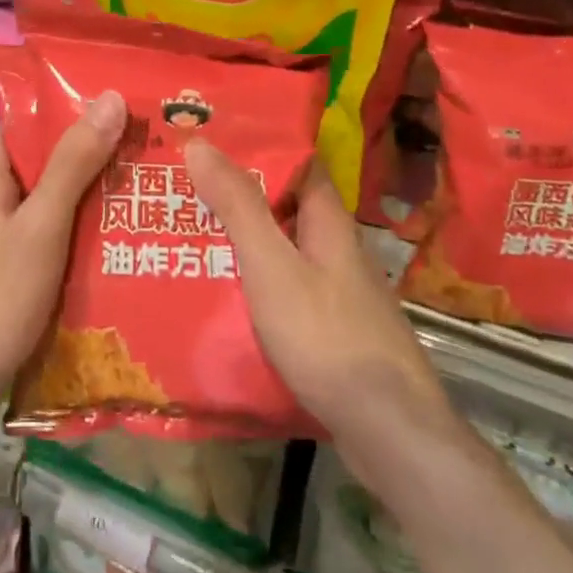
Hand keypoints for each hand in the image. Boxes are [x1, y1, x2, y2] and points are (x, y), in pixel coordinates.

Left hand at [0, 91, 126, 445]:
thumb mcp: (40, 225)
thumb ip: (73, 165)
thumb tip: (109, 98)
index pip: (17, 129)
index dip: (54, 112)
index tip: (106, 105)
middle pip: (43, 171)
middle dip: (89, 160)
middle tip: (146, 151)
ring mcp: (5, 253)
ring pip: (54, 214)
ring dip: (92, 206)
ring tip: (148, 195)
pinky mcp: (17, 289)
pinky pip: (57, 254)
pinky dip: (85, 248)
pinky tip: (124, 253)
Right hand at [185, 140, 455, 448]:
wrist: (389, 433)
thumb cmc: (327, 337)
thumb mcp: (271, 265)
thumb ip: (238, 206)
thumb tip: (200, 142)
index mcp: (328, 222)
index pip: (297, 163)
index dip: (258, 145)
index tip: (210, 139)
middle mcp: (336, 249)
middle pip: (285, 207)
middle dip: (238, 196)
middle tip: (182, 187)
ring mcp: (338, 293)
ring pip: (283, 251)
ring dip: (243, 241)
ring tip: (188, 235)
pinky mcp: (332, 331)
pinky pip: (285, 290)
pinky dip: (254, 283)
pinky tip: (220, 295)